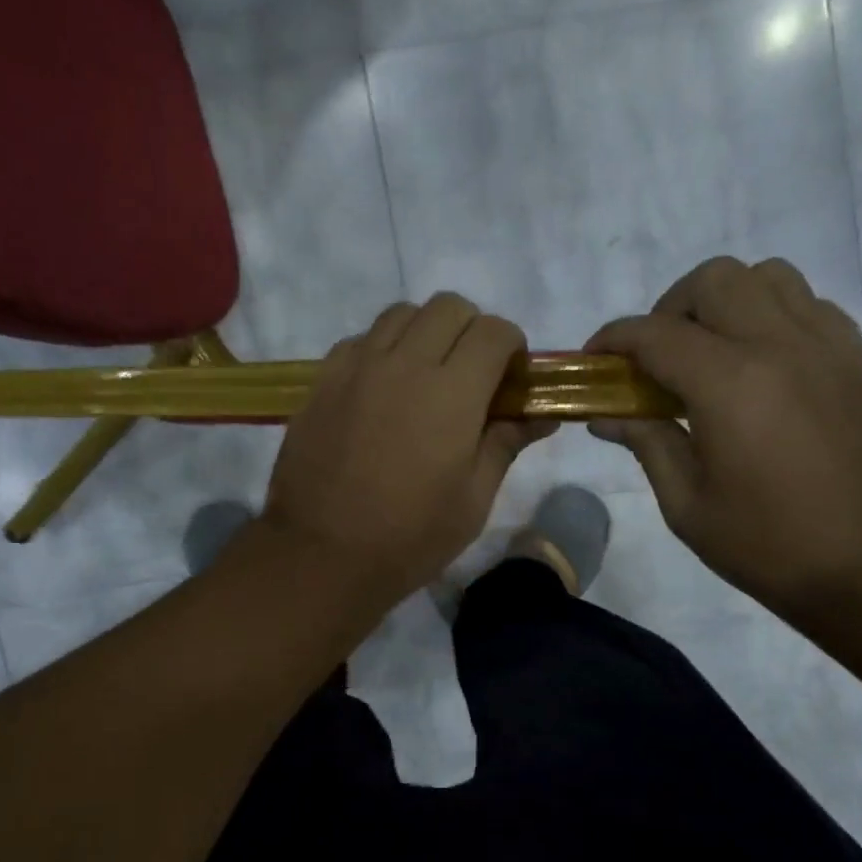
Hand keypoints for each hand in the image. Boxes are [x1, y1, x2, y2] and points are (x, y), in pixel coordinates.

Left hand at [263, 294, 555, 606]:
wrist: (321, 554)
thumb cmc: (410, 537)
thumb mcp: (473, 499)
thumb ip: (506, 443)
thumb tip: (540, 415)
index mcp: (452, 391)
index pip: (494, 331)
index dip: (512, 348)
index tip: (509, 382)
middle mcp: (404, 363)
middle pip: (448, 307)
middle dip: (471, 331)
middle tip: (470, 377)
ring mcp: (357, 367)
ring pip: (400, 314)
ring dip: (424, 333)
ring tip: (424, 378)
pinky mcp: (322, 381)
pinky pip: (360, 341)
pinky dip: (381, 350)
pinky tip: (380, 391)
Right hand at [587, 257, 861, 615]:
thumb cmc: (769, 544)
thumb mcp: (687, 505)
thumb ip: (646, 444)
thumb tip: (606, 417)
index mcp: (729, 383)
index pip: (656, 333)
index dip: (614, 338)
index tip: (595, 358)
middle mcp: (780, 345)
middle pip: (714, 280)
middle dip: (670, 308)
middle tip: (658, 357)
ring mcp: (827, 347)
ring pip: (769, 277)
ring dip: (726, 301)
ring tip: (712, 351)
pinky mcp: (858, 360)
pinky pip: (810, 305)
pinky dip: (774, 315)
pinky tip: (763, 365)